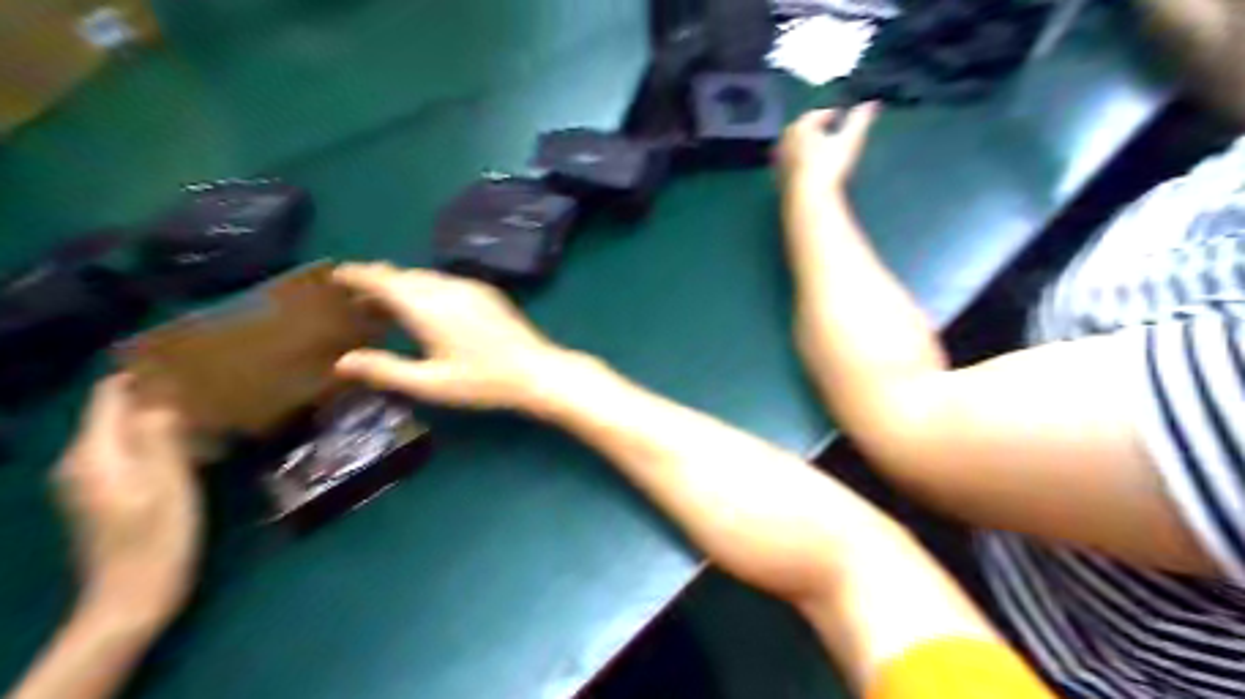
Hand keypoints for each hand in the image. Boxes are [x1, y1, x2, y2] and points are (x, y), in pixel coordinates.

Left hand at [54, 379, 198, 624]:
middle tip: (211, 384)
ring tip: (211, 410)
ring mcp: (92, 479)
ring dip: (164, 418)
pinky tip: (196, 446)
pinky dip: (160, 440)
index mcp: (94, 452)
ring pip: (127, 431)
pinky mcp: (107, 494)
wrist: (132, 598)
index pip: (110, 394)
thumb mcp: (167, 484)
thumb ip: (160, 435)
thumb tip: (163, 393)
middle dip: (159, 394)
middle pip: (117, 410)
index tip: (188, 360)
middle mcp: (83, 460)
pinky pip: (131, 451)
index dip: (143, 373)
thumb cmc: (156, 539)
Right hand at [329, 266, 584, 410]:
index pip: (383, 279)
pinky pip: (446, 281)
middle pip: (403, 275)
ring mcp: (470, 288)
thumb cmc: (482, 381)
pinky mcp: (487, 293)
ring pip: (426, 276)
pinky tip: (427, 308)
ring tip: (387, 306)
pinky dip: (426, 288)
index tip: (336, 275)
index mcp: (427, 306)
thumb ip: (386, 370)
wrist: (536, 370)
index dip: (357, 274)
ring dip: (402, 285)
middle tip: (357, 299)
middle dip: (377, 282)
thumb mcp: (430, 383)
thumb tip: (342, 362)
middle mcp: (447, 288)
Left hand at [781, 104, 877, 194]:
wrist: (808, 201)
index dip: (827, 115)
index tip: (837, 117)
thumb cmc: (829, 167)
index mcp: (800, 128)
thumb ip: (860, 120)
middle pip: (798, 131)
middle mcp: (786, 143)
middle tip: (825, 131)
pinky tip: (809, 172)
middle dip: (811, 129)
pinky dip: (798, 164)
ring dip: (803, 146)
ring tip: (818, 150)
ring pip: (792, 149)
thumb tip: (872, 104)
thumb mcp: (849, 141)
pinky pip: (790, 167)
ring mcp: (781, 163)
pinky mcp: (780, 182)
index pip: (813, 116)